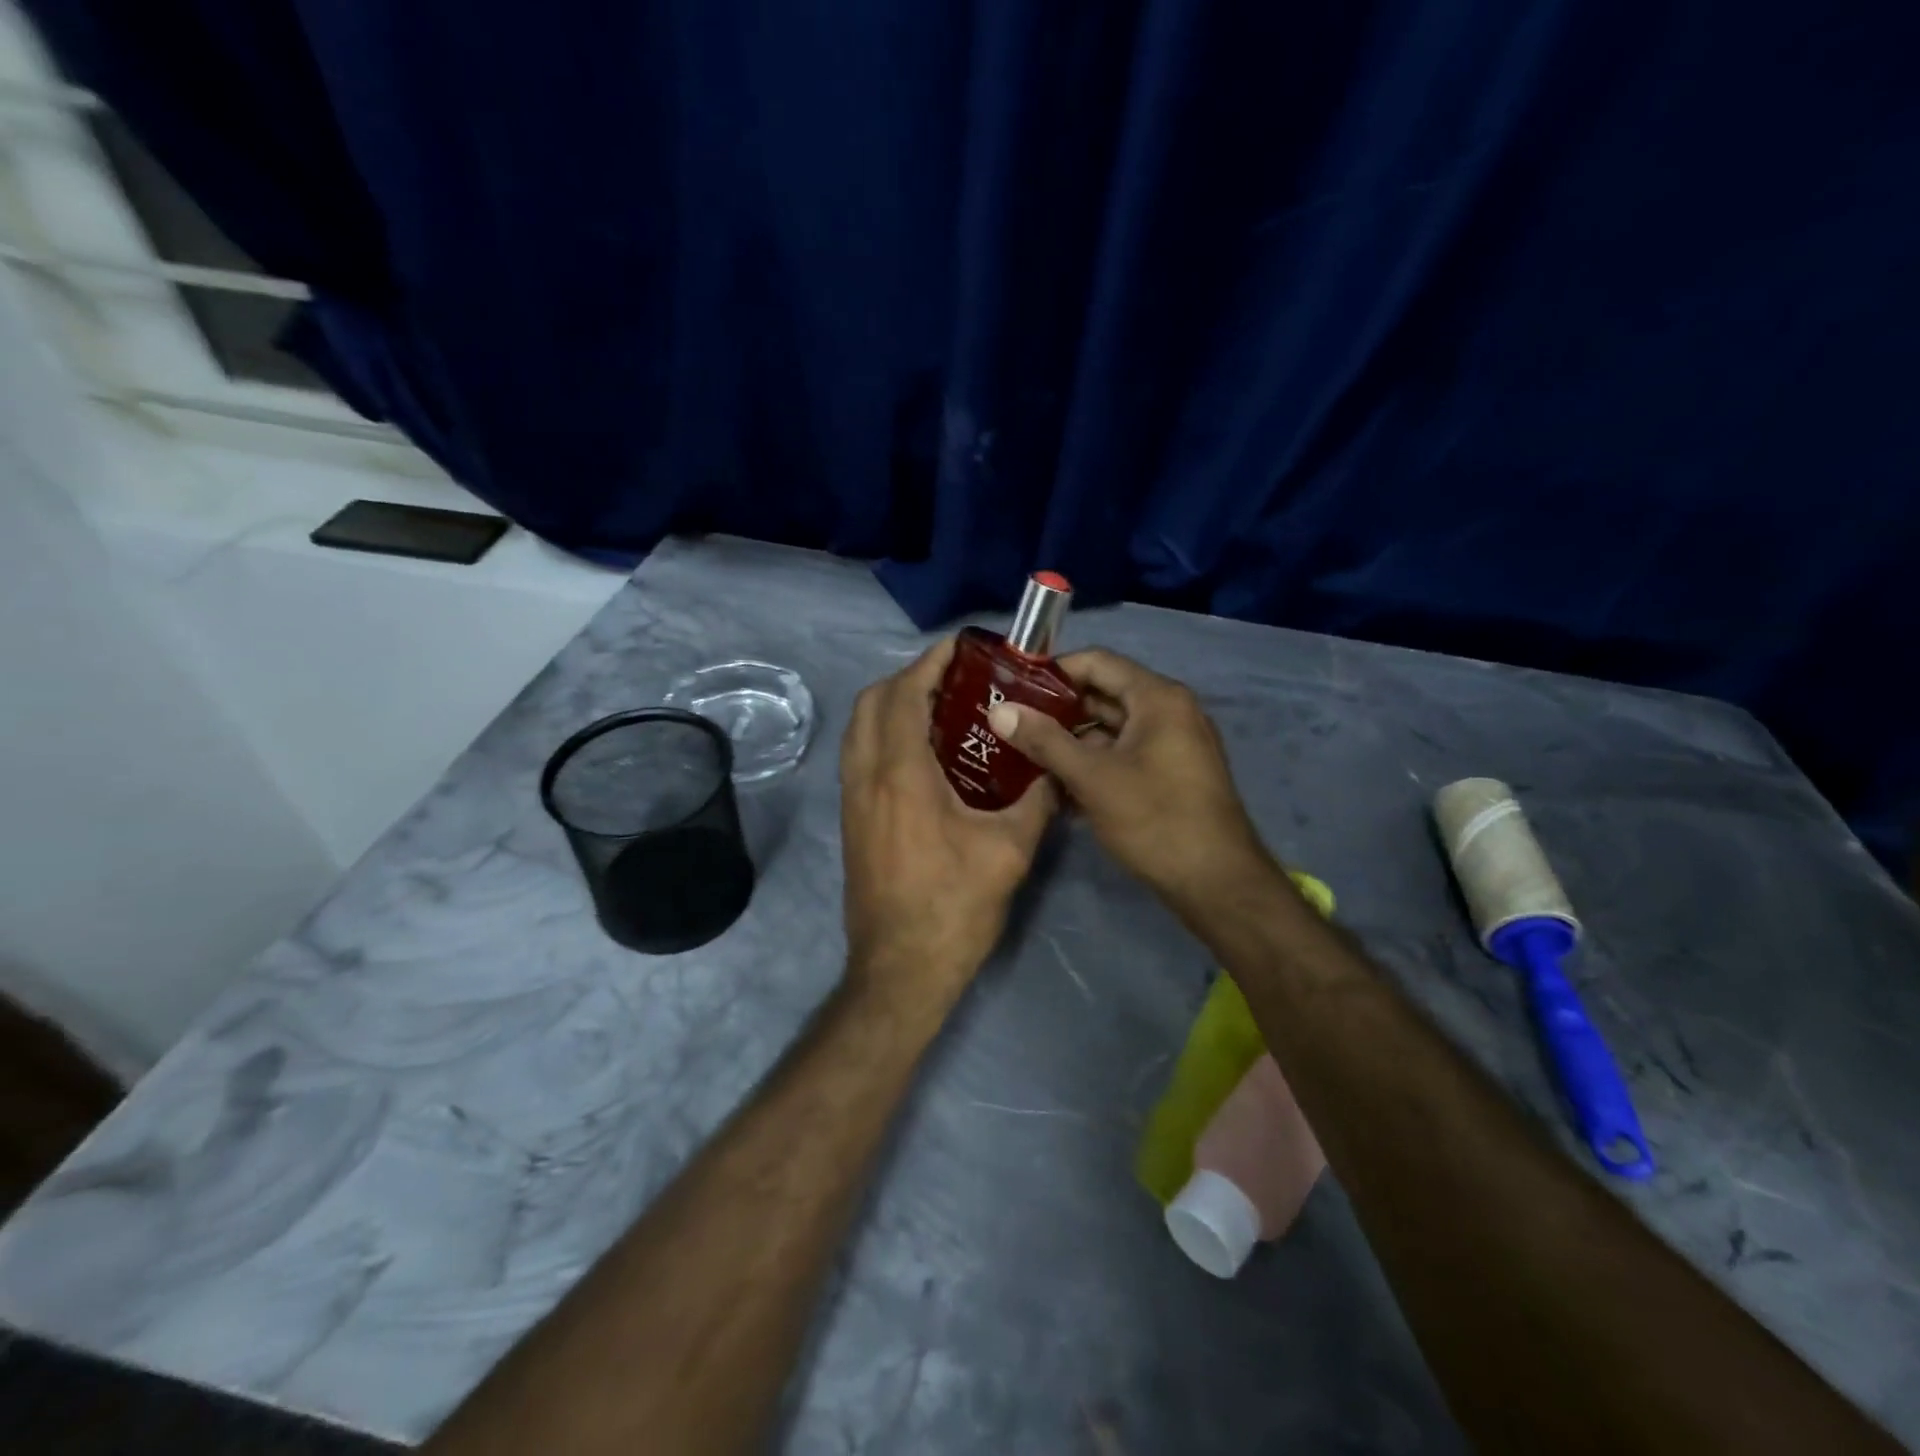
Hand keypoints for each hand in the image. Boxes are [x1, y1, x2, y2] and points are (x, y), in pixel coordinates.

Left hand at [840, 639, 1057, 1006]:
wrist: (900, 970)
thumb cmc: (954, 908)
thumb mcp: (1009, 850)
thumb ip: (1036, 800)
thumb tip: (1058, 771)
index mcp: (901, 774)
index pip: (904, 695)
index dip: (929, 663)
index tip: (960, 649)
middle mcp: (866, 777)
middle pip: (871, 702)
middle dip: (908, 678)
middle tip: (953, 679)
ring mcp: (852, 800)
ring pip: (859, 729)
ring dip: (891, 705)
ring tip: (940, 708)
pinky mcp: (852, 821)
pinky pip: (860, 756)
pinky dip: (883, 735)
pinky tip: (923, 754)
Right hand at [986, 649, 1276, 915]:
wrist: (1216, 883)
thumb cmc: (1155, 819)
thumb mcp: (1093, 778)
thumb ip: (1044, 741)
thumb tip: (1000, 711)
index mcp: (1158, 698)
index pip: (1097, 662)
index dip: (1053, 671)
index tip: (1013, 688)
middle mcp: (1169, 712)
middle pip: (1103, 695)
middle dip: (1056, 710)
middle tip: (1011, 723)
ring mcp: (1173, 745)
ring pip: (1111, 730)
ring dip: (1070, 741)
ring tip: (1022, 755)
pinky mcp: (1171, 775)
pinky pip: (1124, 756)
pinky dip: (1093, 764)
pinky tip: (1056, 786)